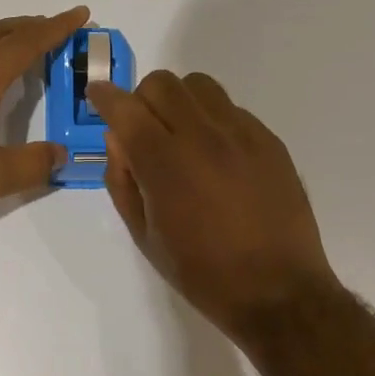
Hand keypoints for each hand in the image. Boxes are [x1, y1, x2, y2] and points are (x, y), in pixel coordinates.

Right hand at [89, 71, 340, 338]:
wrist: (277, 290)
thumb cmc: (201, 272)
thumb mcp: (144, 235)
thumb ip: (122, 181)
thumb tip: (117, 139)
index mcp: (165, 163)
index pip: (126, 109)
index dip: (105, 97)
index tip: (97, 95)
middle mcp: (203, 136)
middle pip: (162, 84)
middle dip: (142, 100)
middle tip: (143, 130)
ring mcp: (242, 134)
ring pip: (200, 85)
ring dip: (180, 101)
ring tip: (183, 136)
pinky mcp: (269, 141)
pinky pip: (232, 109)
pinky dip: (212, 119)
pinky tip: (218, 156)